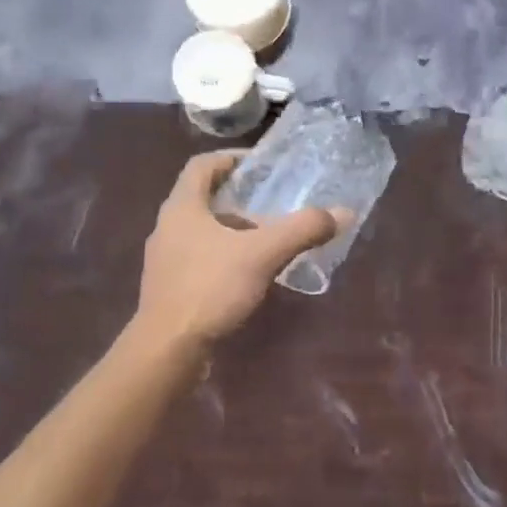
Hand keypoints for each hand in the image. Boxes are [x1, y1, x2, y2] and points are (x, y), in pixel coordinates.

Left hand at [135, 152, 345, 349]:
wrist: (167, 349)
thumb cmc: (209, 288)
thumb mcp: (262, 254)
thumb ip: (302, 230)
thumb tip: (342, 212)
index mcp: (182, 207)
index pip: (201, 165)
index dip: (230, 158)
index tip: (259, 164)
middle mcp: (167, 226)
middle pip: (202, 197)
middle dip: (237, 196)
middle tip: (271, 201)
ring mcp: (164, 258)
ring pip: (200, 230)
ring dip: (231, 228)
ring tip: (265, 238)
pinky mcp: (168, 286)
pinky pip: (198, 257)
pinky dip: (223, 255)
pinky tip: (247, 273)